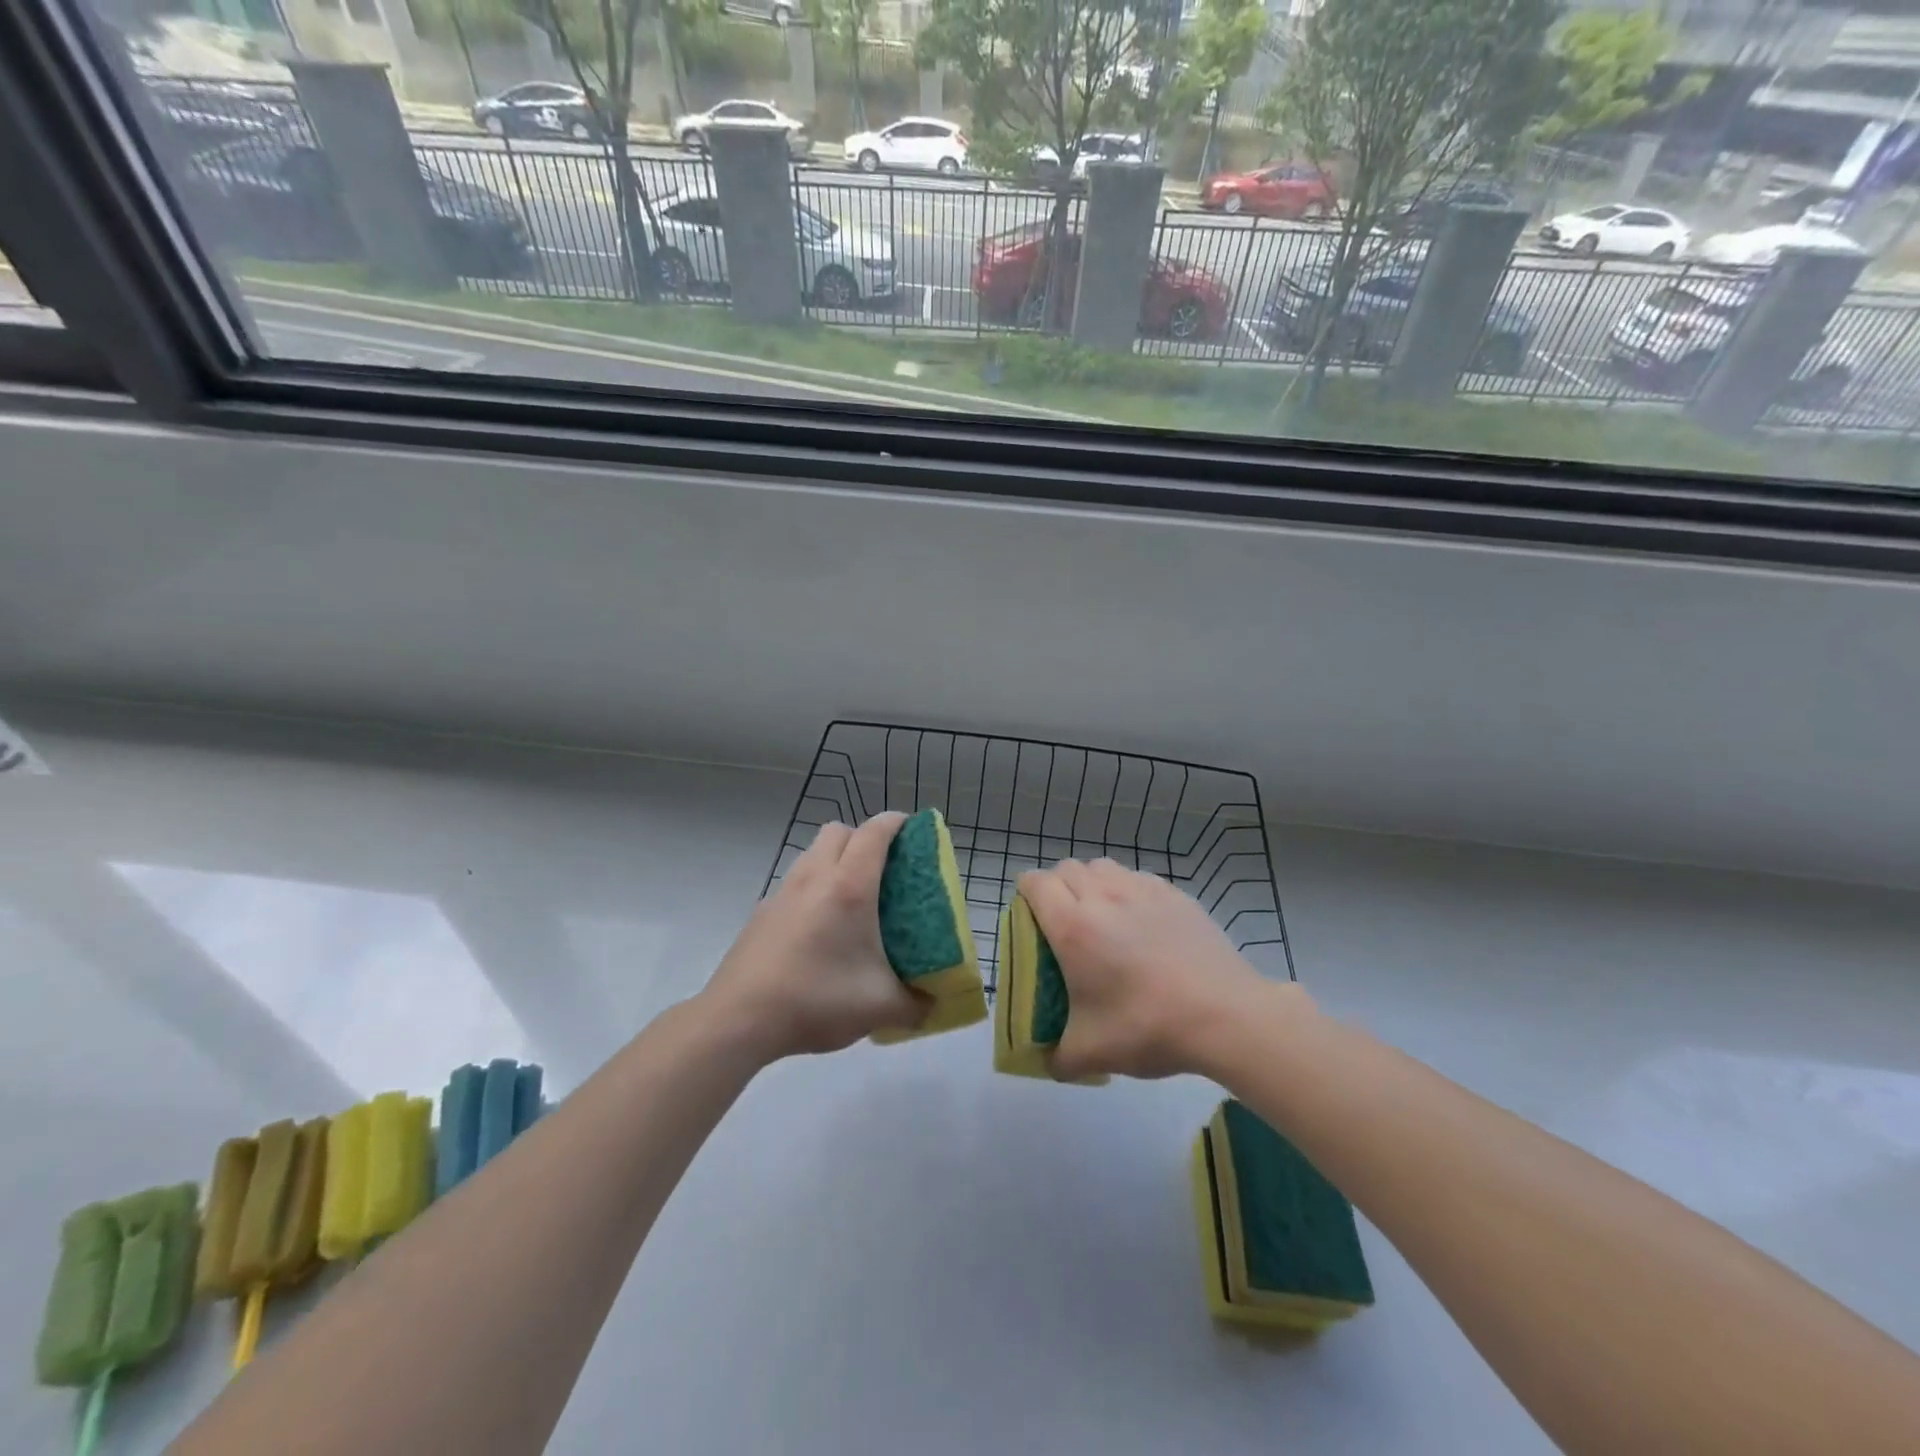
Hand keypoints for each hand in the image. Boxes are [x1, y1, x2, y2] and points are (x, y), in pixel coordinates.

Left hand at [703, 814, 927, 1060]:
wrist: (739, 1019)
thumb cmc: (816, 1000)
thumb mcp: (879, 1007)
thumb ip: (916, 1004)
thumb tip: (933, 1003)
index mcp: (849, 887)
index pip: (875, 832)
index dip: (896, 823)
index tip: (914, 832)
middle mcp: (814, 877)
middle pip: (839, 831)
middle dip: (864, 838)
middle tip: (884, 869)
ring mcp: (783, 892)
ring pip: (813, 853)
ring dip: (835, 860)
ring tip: (852, 899)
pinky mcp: (762, 912)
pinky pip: (795, 882)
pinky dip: (812, 888)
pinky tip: (819, 929)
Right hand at [1019, 858, 1295, 1081]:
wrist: (1225, 1015)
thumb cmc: (1147, 1026)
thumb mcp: (1092, 1053)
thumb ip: (1058, 1059)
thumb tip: (1047, 1062)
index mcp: (1072, 926)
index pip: (1035, 883)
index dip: (1026, 894)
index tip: (1031, 919)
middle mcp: (1102, 896)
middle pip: (1067, 869)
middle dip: (1057, 888)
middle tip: (1065, 924)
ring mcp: (1142, 890)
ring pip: (1103, 867)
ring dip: (1092, 883)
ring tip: (1103, 916)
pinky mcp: (1175, 894)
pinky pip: (1138, 878)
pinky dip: (1128, 890)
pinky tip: (1142, 922)